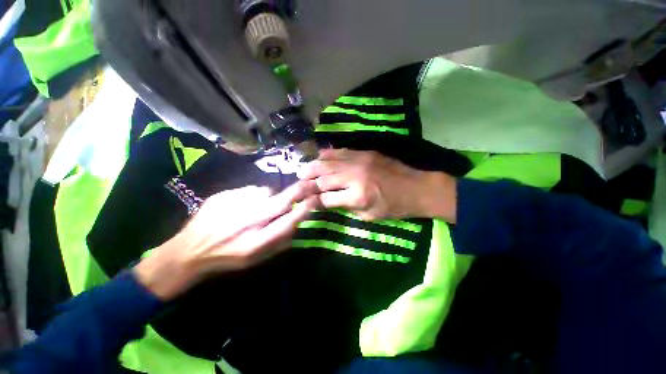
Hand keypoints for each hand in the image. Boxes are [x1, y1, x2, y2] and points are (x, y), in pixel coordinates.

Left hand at [134, 181, 318, 299]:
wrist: (189, 251)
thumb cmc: (227, 259)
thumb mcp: (256, 259)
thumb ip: (280, 242)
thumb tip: (296, 224)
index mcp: (256, 242)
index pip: (289, 222)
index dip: (304, 209)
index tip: (315, 199)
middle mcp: (247, 221)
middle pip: (280, 201)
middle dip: (298, 191)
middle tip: (307, 185)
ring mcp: (234, 205)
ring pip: (265, 192)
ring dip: (269, 196)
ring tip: (258, 206)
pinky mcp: (223, 195)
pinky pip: (249, 189)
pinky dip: (253, 195)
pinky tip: (242, 205)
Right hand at [299, 149, 456, 221]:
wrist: (416, 188)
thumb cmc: (394, 207)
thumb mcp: (369, 216)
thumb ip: (346, 208)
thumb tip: (328, 202)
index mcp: (357, 196)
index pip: (327, 198)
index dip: (314, 200)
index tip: (305, 201)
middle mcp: (354, 177)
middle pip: (324, 178)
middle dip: (308, 182)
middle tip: (297, 183)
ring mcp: (359, 161)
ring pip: (329, 162)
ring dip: (314, 166)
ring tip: (303, 170)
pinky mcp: (365, 153)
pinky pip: (341, 151)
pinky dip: (328, 154)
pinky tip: (319, 155)